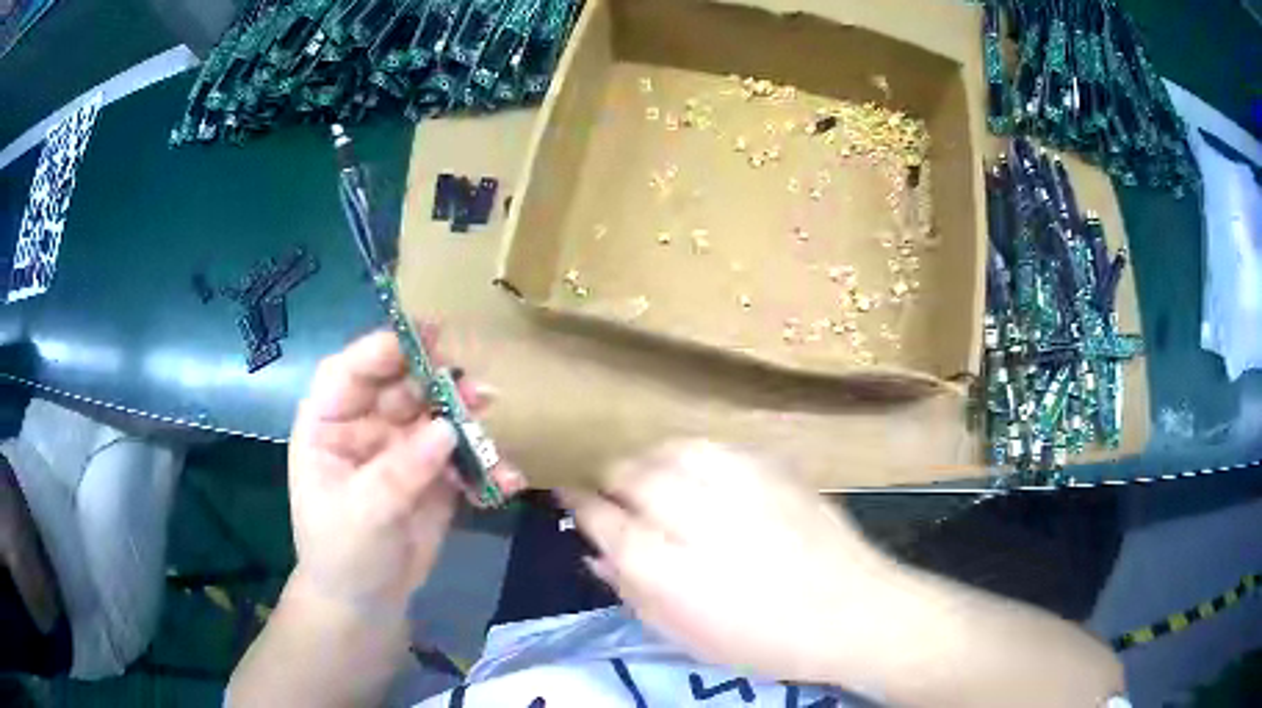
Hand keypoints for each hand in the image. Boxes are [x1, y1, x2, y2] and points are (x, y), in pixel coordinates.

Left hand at [288, 326, 524, 615]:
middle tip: (474, 381)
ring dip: (466, 412)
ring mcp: (402, 447)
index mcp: (329, 424)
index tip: (425, 339)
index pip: (350, 372)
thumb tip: (447, 429)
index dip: (382, 350)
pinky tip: (507, 477)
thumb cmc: (342, 554)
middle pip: (401, 385)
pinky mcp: (433, 472)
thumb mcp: (361, 515)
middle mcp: (366, 425)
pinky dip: (485, 461)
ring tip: (493, 411)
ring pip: (436, 414)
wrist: (367, 601)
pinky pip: (461, 455)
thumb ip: (400, 471)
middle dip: (436, 379)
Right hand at [564, 441, 892, 682]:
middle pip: (629, 473)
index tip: (572, 499)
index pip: (600, 515)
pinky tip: (700, 476)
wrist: (850, 611)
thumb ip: (632, 591)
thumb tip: (599, 555)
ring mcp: (733, 481)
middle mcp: (690, 512)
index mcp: (661, 565)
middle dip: (613, 481)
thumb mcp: (682, 635)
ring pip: (668, 450)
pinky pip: (711, 447)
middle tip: (617, 498)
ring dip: (651, 463)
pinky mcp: (768, 466)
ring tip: (656, 482)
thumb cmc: (761, 640)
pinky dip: (692, 457)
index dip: (580, 503)